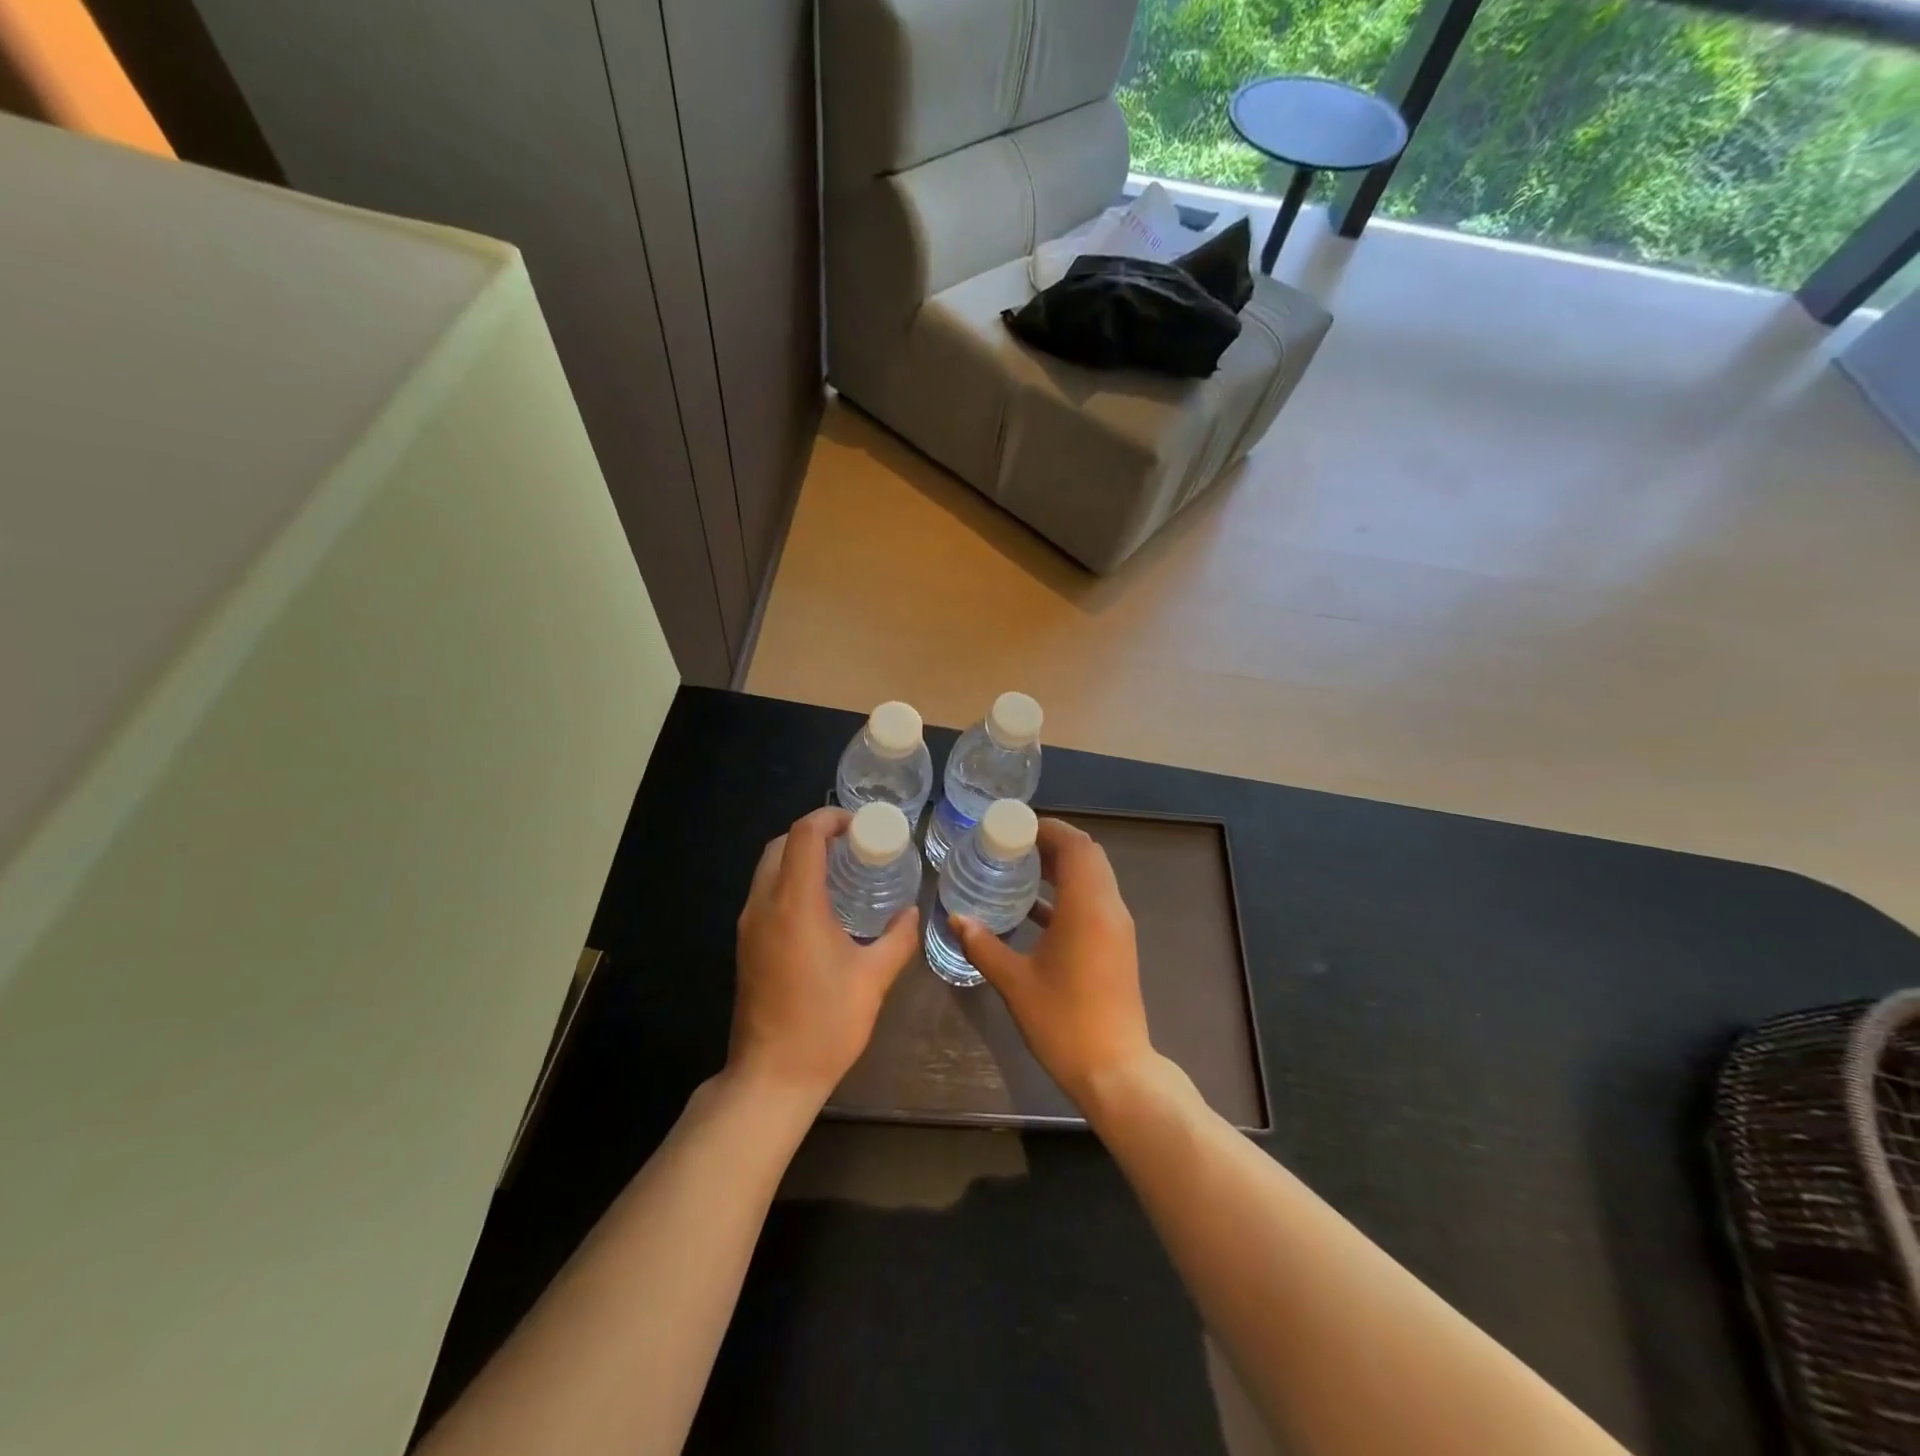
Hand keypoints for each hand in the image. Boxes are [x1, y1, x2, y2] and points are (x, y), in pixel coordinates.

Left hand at [729, 807, 917, 1106]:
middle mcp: (764, 905)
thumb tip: (912, 913)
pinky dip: (789, 880)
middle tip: (853, 844)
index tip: (861, 825)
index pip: (805, 836)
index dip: (831, 818)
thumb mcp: (873, 978)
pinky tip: (821, 904)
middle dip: (814, 833)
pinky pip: (765, 892)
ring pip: (768, 868)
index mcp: (795, 904)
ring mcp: (748, 925)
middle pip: (781, 845)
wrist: (771, 1077)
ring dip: (799, 856)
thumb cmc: (826, 1024)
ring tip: (840, 869)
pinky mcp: (745, 944)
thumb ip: (897, 939)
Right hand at [951, 818, 1154, 1108]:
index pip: (1076, 845)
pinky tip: (1034, 909)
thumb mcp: (1015, 981)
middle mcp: (1109, 908)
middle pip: (1088, 855)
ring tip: (1020, 869)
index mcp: (1088, 906)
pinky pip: (1094, 902)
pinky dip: (1068, 894)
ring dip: (1062, 868)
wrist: (1115, 1070)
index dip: (1048, 829)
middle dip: (1053, 843)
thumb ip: (983, 945)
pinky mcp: (1117, 946)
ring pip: (1094, 878)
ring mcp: (1117, 927)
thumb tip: (956, 918)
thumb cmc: (1063, 1021)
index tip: (1014, 827)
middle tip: (1013, 845)